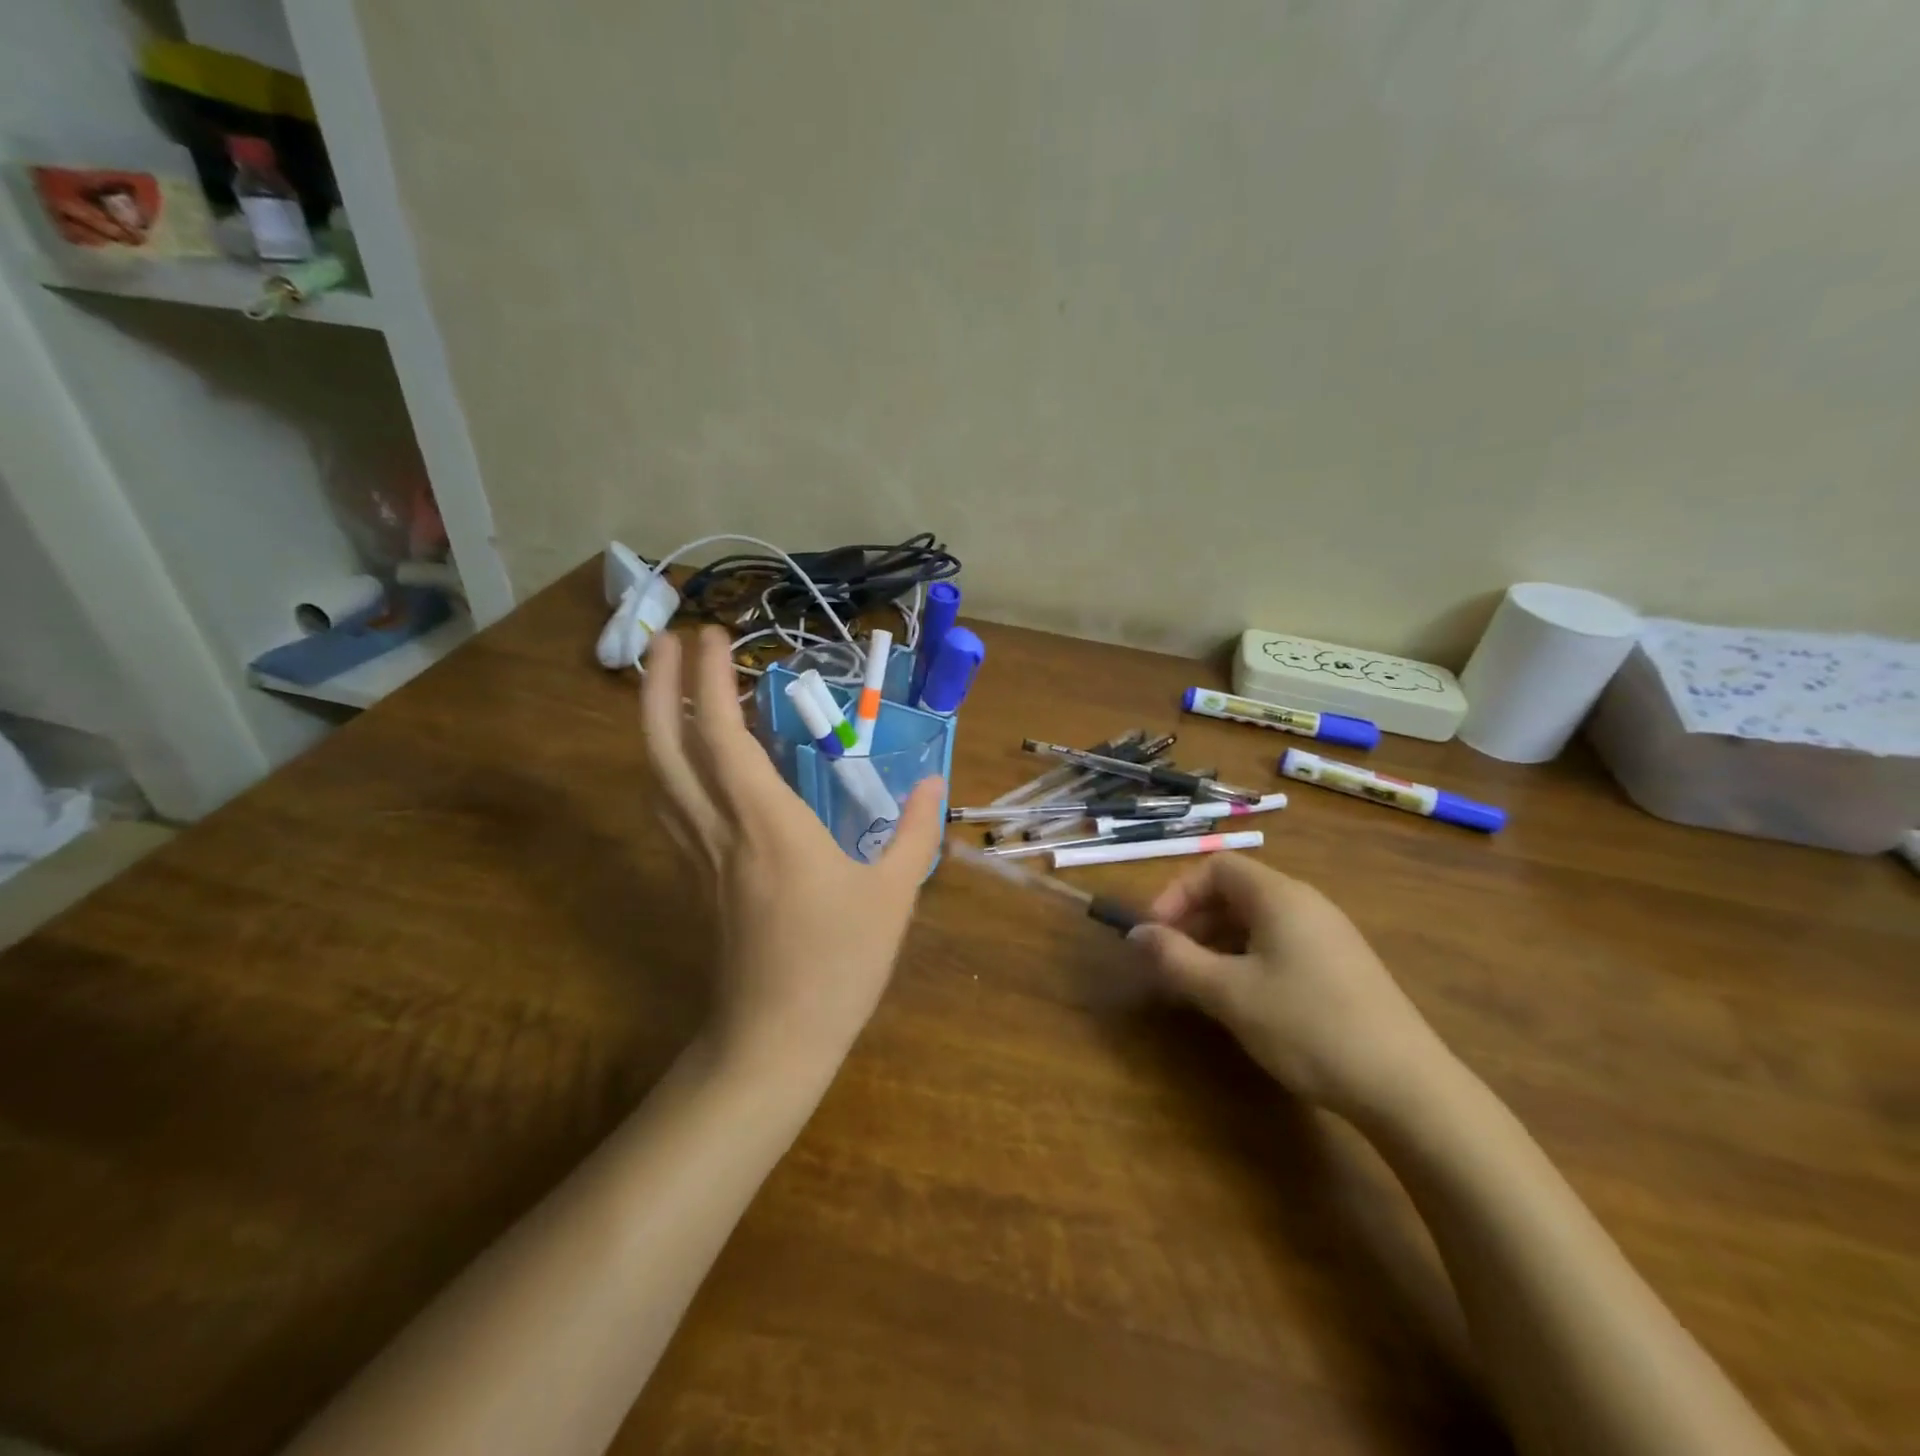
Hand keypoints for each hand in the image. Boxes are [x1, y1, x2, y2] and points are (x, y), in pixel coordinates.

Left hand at [641, 627, 944, 1079]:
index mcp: (769, 824)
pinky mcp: (697, 879)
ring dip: (655, 723)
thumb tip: (936, 782)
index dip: (711, 680)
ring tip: (667, 685)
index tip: (713, 636)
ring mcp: (701, 856)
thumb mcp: (893, 895)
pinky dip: (668, 769)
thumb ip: (915, 831)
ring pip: (659, 777)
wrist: (774, 1040)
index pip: (724, 737)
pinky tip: (684, 762)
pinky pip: (671, 809)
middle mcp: (722, 830)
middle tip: (665, 640)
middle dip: (659, 687)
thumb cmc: (839, 964)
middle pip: (668, 747)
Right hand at [1130, 855, 1449, 1118]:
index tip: (1156, 933)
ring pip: (1257, 921)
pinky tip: (1242, 999)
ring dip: (1218, 942)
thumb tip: (1135, 934)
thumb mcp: (1229, 993)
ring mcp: (1328, 935)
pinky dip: (1248, 958)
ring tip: (1199, 983)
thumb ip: (1176, 959)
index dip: (1178, 893)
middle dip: (1194, 920)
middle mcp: (1306, 904)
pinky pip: (1280, 944)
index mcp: (1280, 896)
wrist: (1407, 1087)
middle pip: (1236, 891)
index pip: (1217, 868)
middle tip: (1171, 961)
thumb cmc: (1307, 1026)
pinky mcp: (1341, 966)